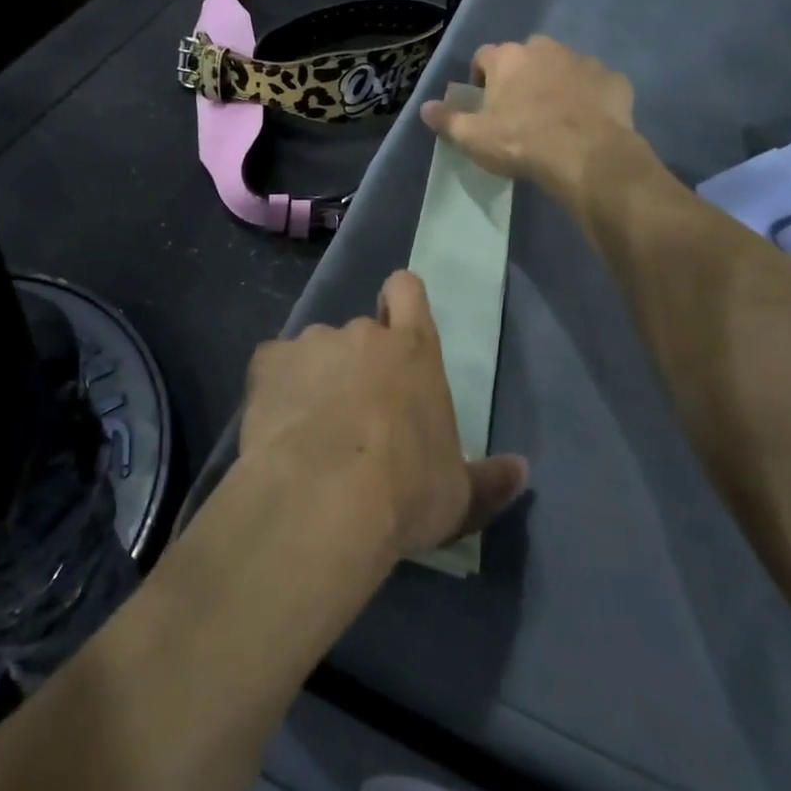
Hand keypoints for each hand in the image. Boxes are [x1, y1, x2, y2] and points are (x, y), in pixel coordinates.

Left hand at [240, 271, 527, 559]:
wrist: (322, 500)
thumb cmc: (404, 492)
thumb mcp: (458, 496)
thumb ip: (489, 480)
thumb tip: (521, 471)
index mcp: (413, 350)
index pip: (407, 290)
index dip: (401, 300)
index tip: (395, 322)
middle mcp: (362, 334)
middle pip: (361, 333)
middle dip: (358, 365)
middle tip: (356, 416)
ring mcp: (312, 343)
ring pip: (316, 352)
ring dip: (317, 378)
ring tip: (312, 430)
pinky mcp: (269, 363)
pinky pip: (274, 368)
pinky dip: (277, 389)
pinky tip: (277, 427)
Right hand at [420, 36, 645, 207]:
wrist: (587, 156)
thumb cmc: (521, 142)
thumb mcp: (473, 137)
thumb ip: (447, 119)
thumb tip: (425, 107)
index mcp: (508, 58)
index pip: (484, 57)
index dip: (481, 78)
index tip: (484, 104)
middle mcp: (545, 49)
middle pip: (526, 57)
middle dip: (521, 77)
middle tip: (519, 111)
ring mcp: (584, 61)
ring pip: (563, 67)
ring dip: (556, 84)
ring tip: (555, 118)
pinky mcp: (614, 80)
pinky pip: (596, 85)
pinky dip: (590, 98)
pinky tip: (587, 123)